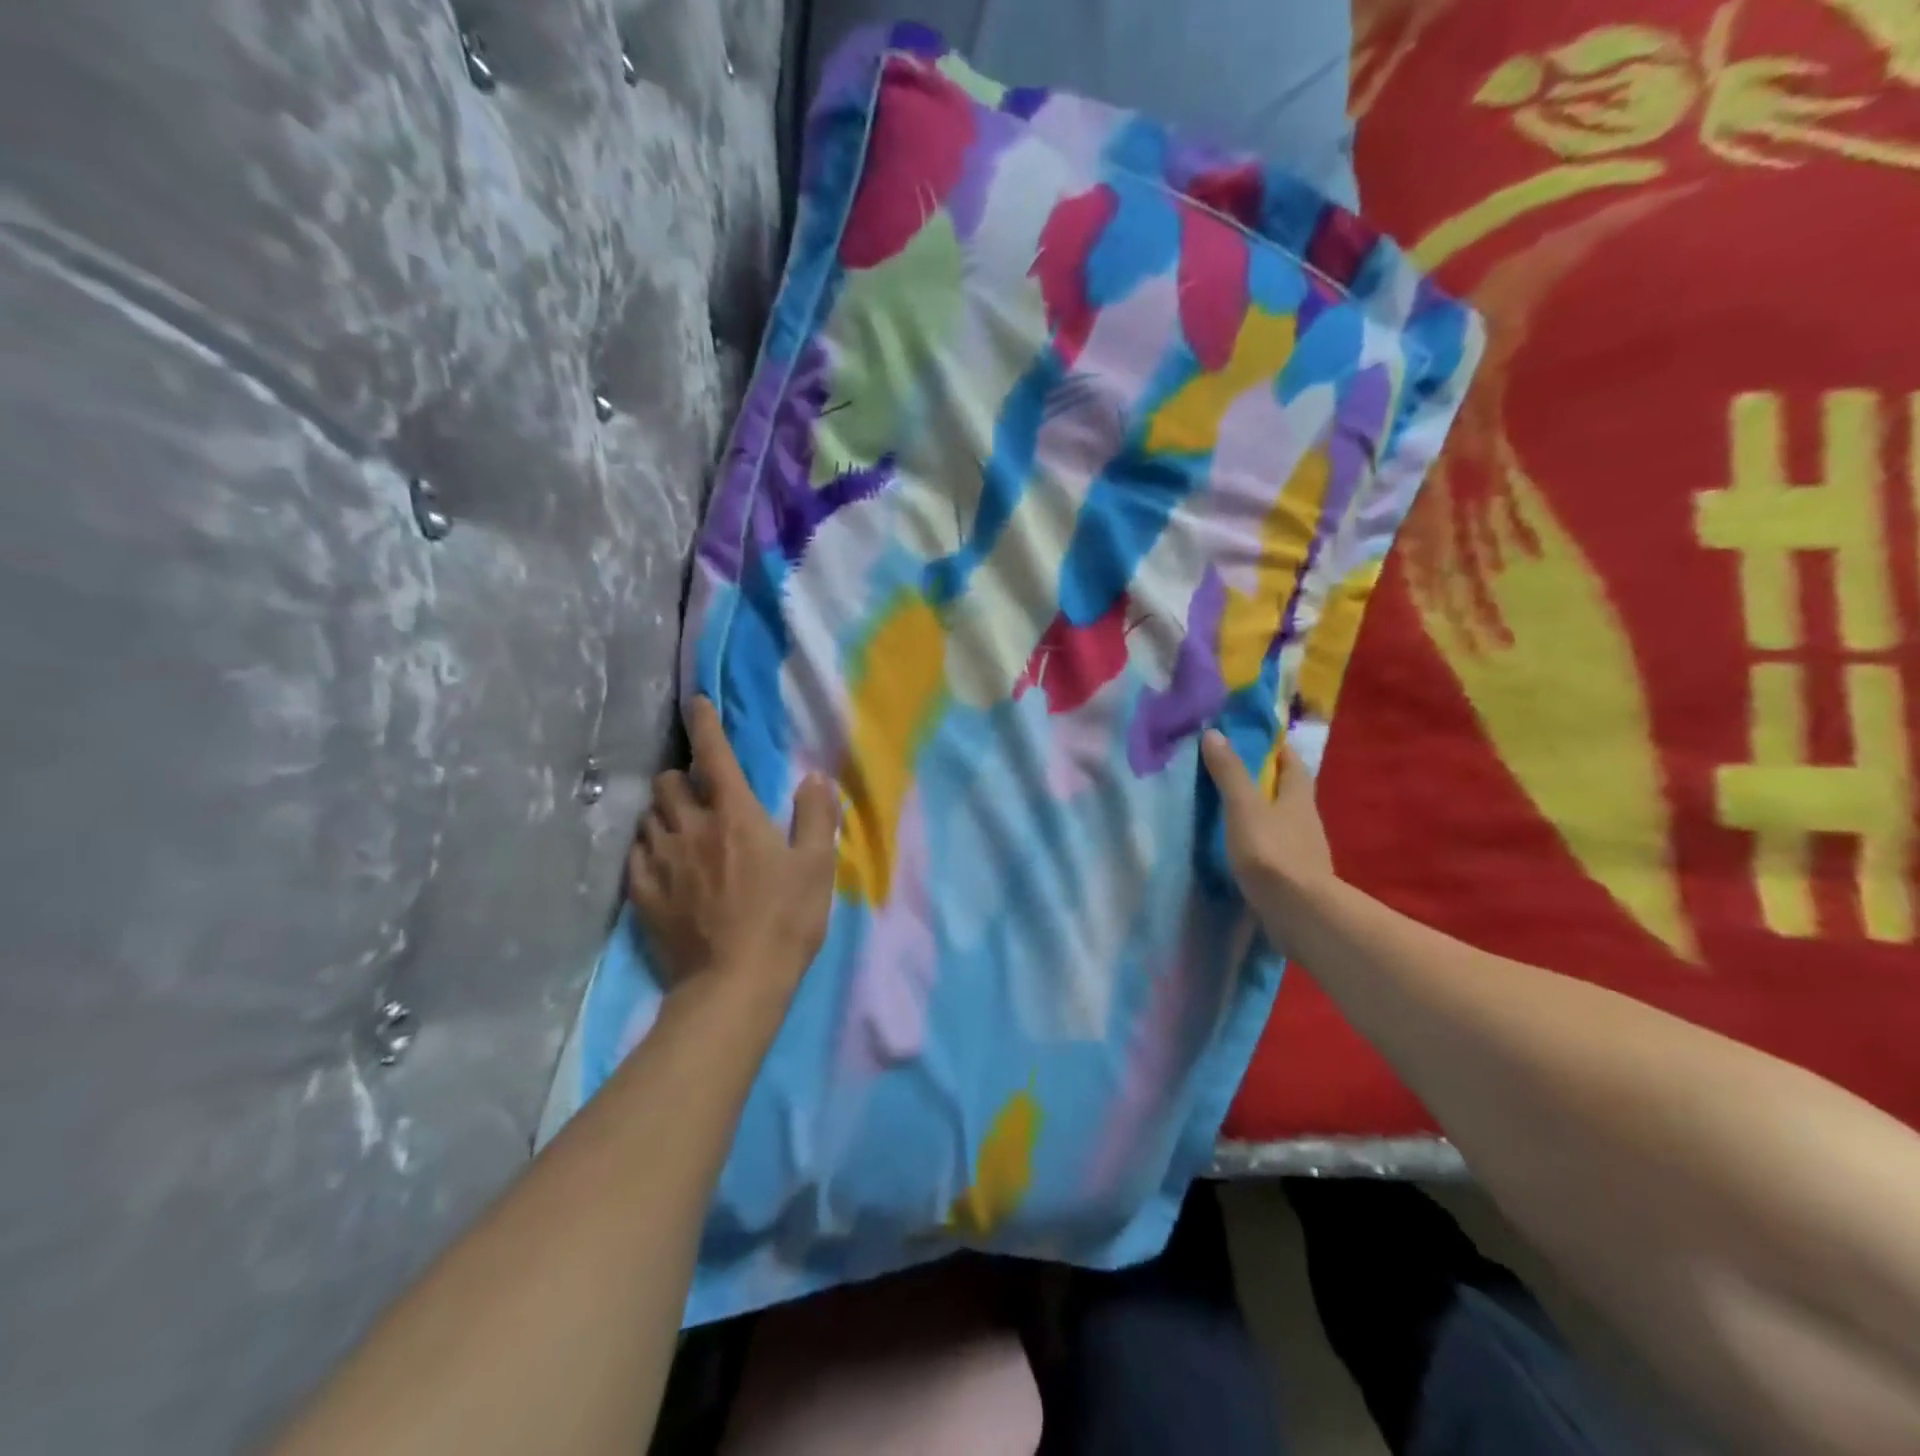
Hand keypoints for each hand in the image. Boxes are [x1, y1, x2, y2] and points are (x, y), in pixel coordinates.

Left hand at [629, 698, 839, 992]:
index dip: (705, 725)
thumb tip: (814, 776)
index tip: (696, 703)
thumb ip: (816, 816)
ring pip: (648, 816)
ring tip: (679, 824)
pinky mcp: (643, 894)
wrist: (734, 984)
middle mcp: (691, 828)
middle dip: (680, 777)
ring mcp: (661, 862)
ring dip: (663, 811)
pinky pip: (635, 854)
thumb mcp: (817, 866)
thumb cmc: (784, 920)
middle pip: (668, 783)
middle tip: (697, 789)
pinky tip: (660, 859)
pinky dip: (647, 846)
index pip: (714, 756)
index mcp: (735, 816)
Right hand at [1200, 729, 1335, 904]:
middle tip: (1234, 773)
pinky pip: (1277, 849)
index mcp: (1297, 796)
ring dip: (1263, 813)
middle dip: (1267, 780)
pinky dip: (1261, 842)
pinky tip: (1242, 848)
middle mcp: (1306, 819)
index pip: (1291, 762)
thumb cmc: (1271, 851)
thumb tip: (1215, 734)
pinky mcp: (1295, 876)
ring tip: (1231, 811)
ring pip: (1283, 821)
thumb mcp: (1243, 806)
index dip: (1276, 748)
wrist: (1299, 912)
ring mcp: (1304, 850)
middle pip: (1289, 791)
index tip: (1254, 739)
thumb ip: (1229, 773)